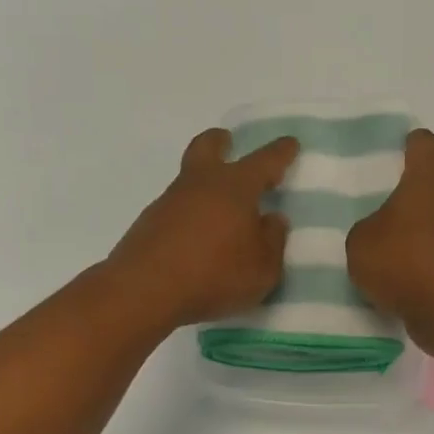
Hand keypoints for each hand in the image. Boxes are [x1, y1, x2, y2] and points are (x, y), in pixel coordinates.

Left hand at [104, 128, 298, 330]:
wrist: (144, 291)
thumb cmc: (215, 275)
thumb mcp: (263, 268)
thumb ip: (273, 241)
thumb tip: (272, 219)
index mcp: (235, 187)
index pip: (264, 161)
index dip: (280, 152)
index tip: (289, 143)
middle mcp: (200, 184)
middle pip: (208, 147)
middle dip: (221, 142)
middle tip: (229, 143)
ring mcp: (169, 202)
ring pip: (189, 179)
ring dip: (205, 184)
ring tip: (220, 210)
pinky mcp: (148, 224)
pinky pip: (176, 209)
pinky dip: (189, 214)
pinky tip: (196, 238)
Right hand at [347, 129, 433, 356]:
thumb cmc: (404, 261)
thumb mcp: (361, 242)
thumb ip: (366, 229)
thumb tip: (379, 233)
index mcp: (429, 181)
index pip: (425, 145)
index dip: (410, 144)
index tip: (395, 153)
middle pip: (433, 187)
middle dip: (409, 199)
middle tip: (380, 214)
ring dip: (419, 235)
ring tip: (389, 255)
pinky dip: (428, 265)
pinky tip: (404, 283)